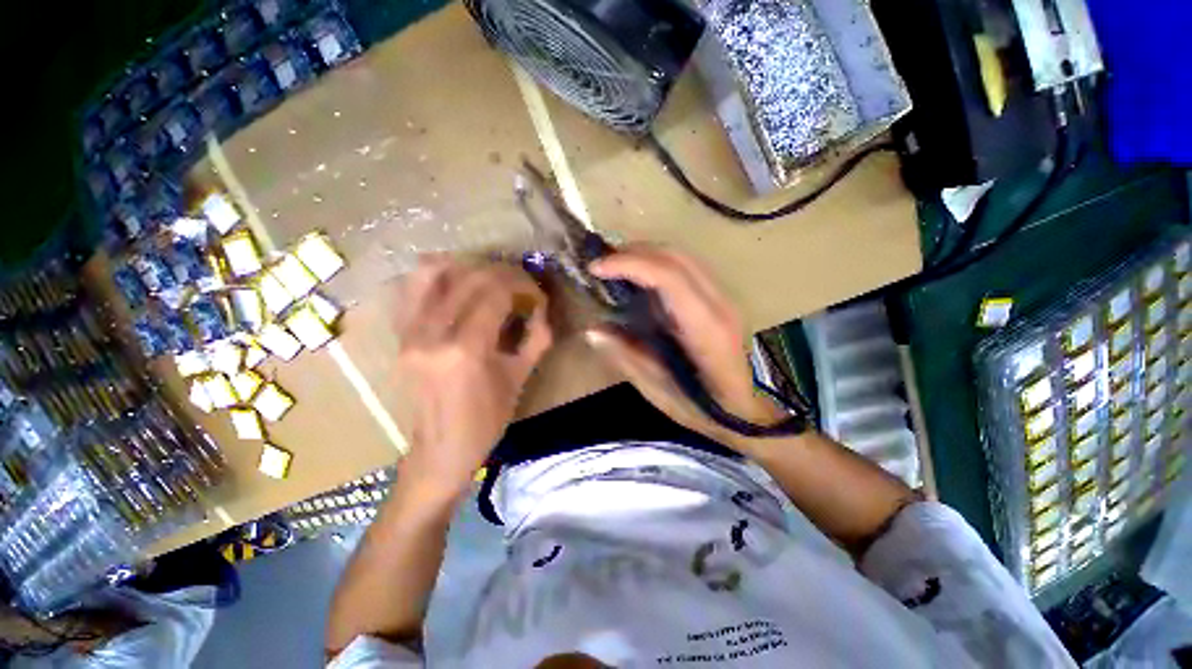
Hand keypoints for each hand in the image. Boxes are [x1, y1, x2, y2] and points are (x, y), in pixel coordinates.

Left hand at [393, 258, 552, 502]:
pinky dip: (435, 275)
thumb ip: (536, 337)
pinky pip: (411, 289)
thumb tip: (542, 307)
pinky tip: (456, 281)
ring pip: (433, 272)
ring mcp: (409, 332)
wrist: (440, 449)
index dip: (522, 285)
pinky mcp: (399, 335)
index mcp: (466, 349)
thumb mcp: (520, 378)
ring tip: (488, 279)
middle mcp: (432, 333)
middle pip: (469, 278)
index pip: (495, 293)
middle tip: (520, 285)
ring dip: (467, 267)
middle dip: (502, 274)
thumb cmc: (487, 419)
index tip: (535, 295)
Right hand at [585, 245, 785, 445]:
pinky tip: (640, 277)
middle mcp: (720, 305)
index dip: (630, 265)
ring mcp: (724, 299)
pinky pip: (687, 268)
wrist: (748, 414)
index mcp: (706, 330)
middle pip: (677, 258)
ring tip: (615, 266)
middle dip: (634, 252)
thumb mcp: (659, 392)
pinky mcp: (720, 300)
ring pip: (684, 257)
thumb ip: (627, 358)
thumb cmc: (704, 410)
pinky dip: (659, 264)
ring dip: (646, 254)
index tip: (596, 268)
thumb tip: (592, 330)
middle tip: (601, 263)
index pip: (670, 278)